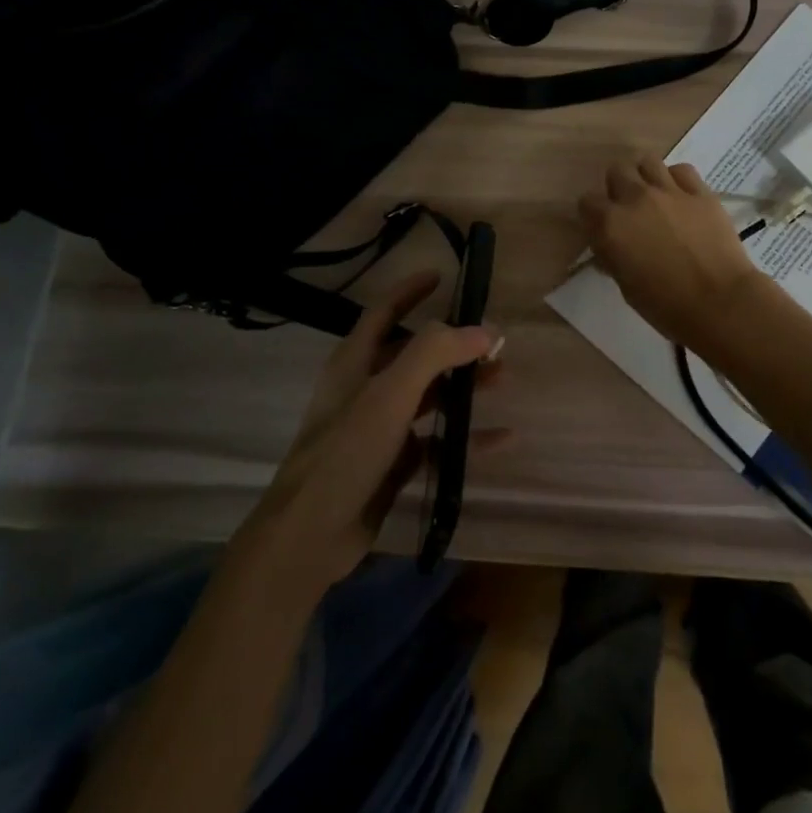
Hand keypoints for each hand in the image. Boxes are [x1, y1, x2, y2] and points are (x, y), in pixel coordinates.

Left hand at [242, 271, 498, 598]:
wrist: (309, 536)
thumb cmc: (345, 453)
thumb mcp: (389, 394)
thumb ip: (434, 354)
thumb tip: (484, 329)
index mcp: (355, 362)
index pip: (384, 312)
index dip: (410, 291)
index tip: (441, 276)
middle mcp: (366, 389)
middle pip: (414, 354)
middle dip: (453, 345)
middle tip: (492, 342)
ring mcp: (379, 428)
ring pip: (428, 396)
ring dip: (463, 386)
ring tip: (501, 379)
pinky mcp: (392, 463)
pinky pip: (436, 441)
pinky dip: (465, 437)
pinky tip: (501, 438)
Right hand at [578, 155, 770, 350]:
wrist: (719, 303)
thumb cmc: (665, 306)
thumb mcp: (625, 286)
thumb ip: (613, 256)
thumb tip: (611, 246)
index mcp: (610, 225)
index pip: (587, 202)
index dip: (594, 215)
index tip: (604, 228)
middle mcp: (635, 199)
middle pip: (617, 171)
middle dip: (619, 187)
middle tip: (630, 209)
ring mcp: (670, 191)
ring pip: (647, 161)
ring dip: (646, 176)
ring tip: (655, 196)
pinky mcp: (700, 192)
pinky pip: (682, 170)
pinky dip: (677, 179)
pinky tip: (681, 197)